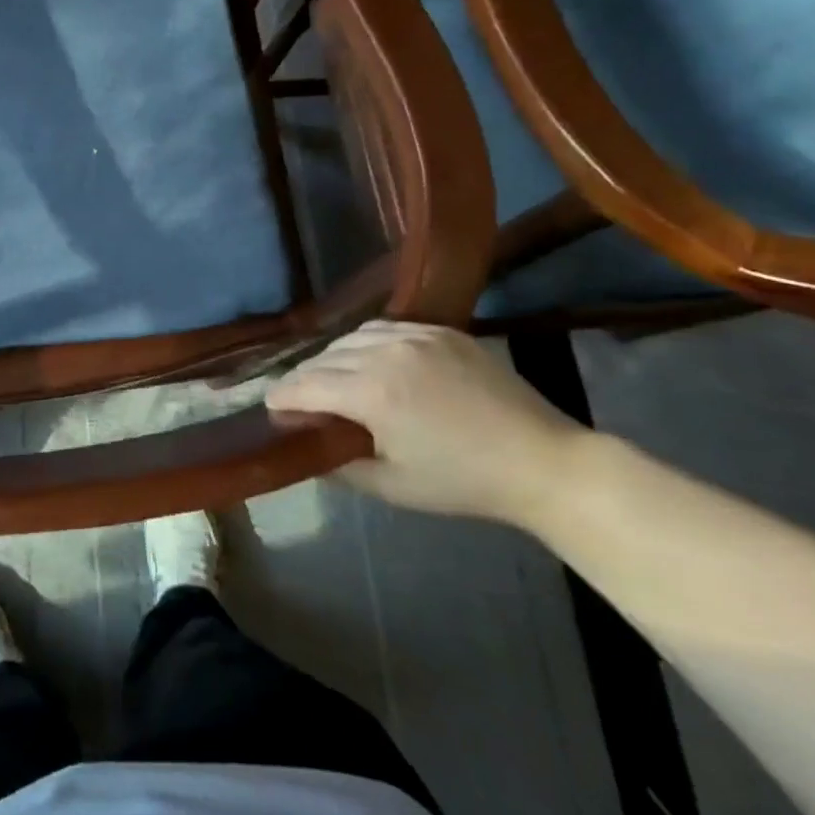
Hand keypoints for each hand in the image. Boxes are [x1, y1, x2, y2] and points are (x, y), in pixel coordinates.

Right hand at [267, 321, 589, 525]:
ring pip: (351, 337)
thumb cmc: (464, 482)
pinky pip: (385, 328)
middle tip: (299, 401)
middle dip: (304, 379)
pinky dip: (366, 343)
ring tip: (333, 379)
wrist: (544, 462)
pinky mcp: (441, 330)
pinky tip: (371, 361)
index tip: (271, 407)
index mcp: (371, 392)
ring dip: (333, 358)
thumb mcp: (393, 486)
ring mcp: (416, 335)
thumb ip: (341, 465)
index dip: (282, 397)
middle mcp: (385, 352)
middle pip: (324, 358)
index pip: (305, 385)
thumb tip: (309, 450)